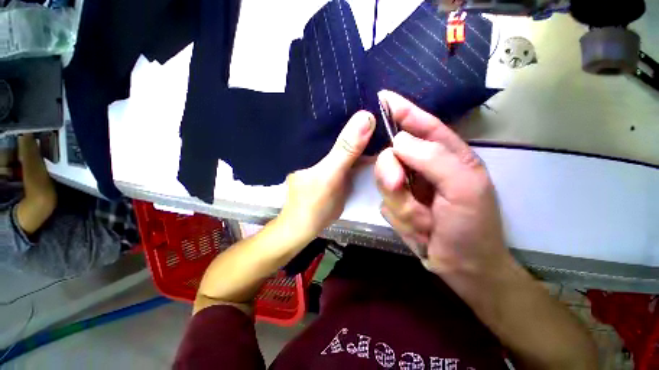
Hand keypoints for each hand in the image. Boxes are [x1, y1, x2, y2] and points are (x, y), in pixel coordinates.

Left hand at [279, 110, 375, 242]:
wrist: (309, 224)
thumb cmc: (313, 201)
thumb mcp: (330, 174)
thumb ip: (345, 149)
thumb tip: (367, 115)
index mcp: (312, 138)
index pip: (331, 111)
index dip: (350, 99)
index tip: (373, 87)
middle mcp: (321, 141)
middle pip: (342, 122)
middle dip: (361, 113)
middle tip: (387, 100)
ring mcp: (330, 153)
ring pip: (349, 136)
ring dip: (365, 130)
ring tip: (387, 115)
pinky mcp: (337, 163)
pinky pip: (353, 151)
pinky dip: (365, 146)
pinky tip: (378, 139)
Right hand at [374, 91, 510, 276]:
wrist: (461, 266)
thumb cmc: (472, 227)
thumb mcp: (464, 188)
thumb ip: (433, 159)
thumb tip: (398, 141)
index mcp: (446, 156)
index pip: (422, 126)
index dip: (404, 111)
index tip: (384, 98)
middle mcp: (422, 168)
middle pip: (392, 155)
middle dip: (391, 173)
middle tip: (398, 187)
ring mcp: (406, 187)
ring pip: (384, 181)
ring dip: (400, 201)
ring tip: (421, 219)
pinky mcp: (396, 205)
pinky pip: (385, 203)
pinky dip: (399, 216)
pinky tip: (417, 227)